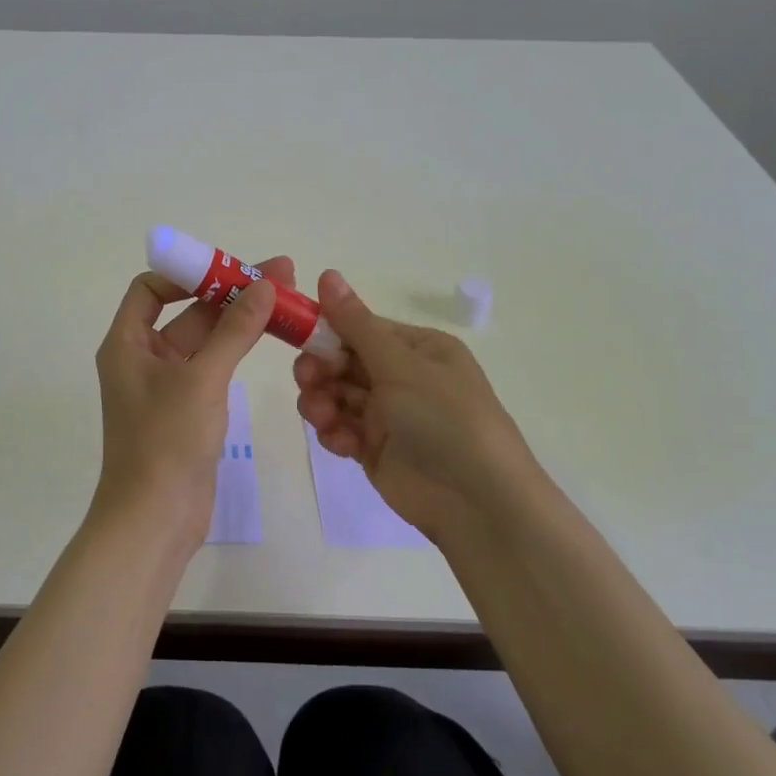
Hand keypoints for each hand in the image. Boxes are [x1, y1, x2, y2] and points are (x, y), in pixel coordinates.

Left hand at [92, 258, 293, 554]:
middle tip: (280, 275)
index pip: (149, 289)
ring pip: (205, 339)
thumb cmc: (166, 441)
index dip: (186, 273)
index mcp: (126, 344)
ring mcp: (166, 385)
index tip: (228, 270)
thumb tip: (264, 284)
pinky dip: (237, 350)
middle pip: (185, 311)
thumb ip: (234, 330)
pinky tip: (269, 337)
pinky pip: (213, 366)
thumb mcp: (202, 379)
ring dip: (240, 320)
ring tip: (285, 300)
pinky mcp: (188, 409)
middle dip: (230, 293)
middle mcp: (142, 358)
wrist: (155, 519)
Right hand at [293, 270, 541, 544]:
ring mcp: (389, 415)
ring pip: (337, 395)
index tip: (298, 337)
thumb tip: (327, 272)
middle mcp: (403, 377)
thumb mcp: (401, 365)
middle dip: (320, 369)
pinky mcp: (375, 449)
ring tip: (323, 417)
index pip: (361, 328)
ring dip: (322, 402)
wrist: (477, 502)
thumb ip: (356, 324)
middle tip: (308, 380)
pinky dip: (335, 432)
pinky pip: (342, 428)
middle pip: (343, 361)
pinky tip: (342, 442)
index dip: (328, 331)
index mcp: (418, 349)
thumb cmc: (445, 419)